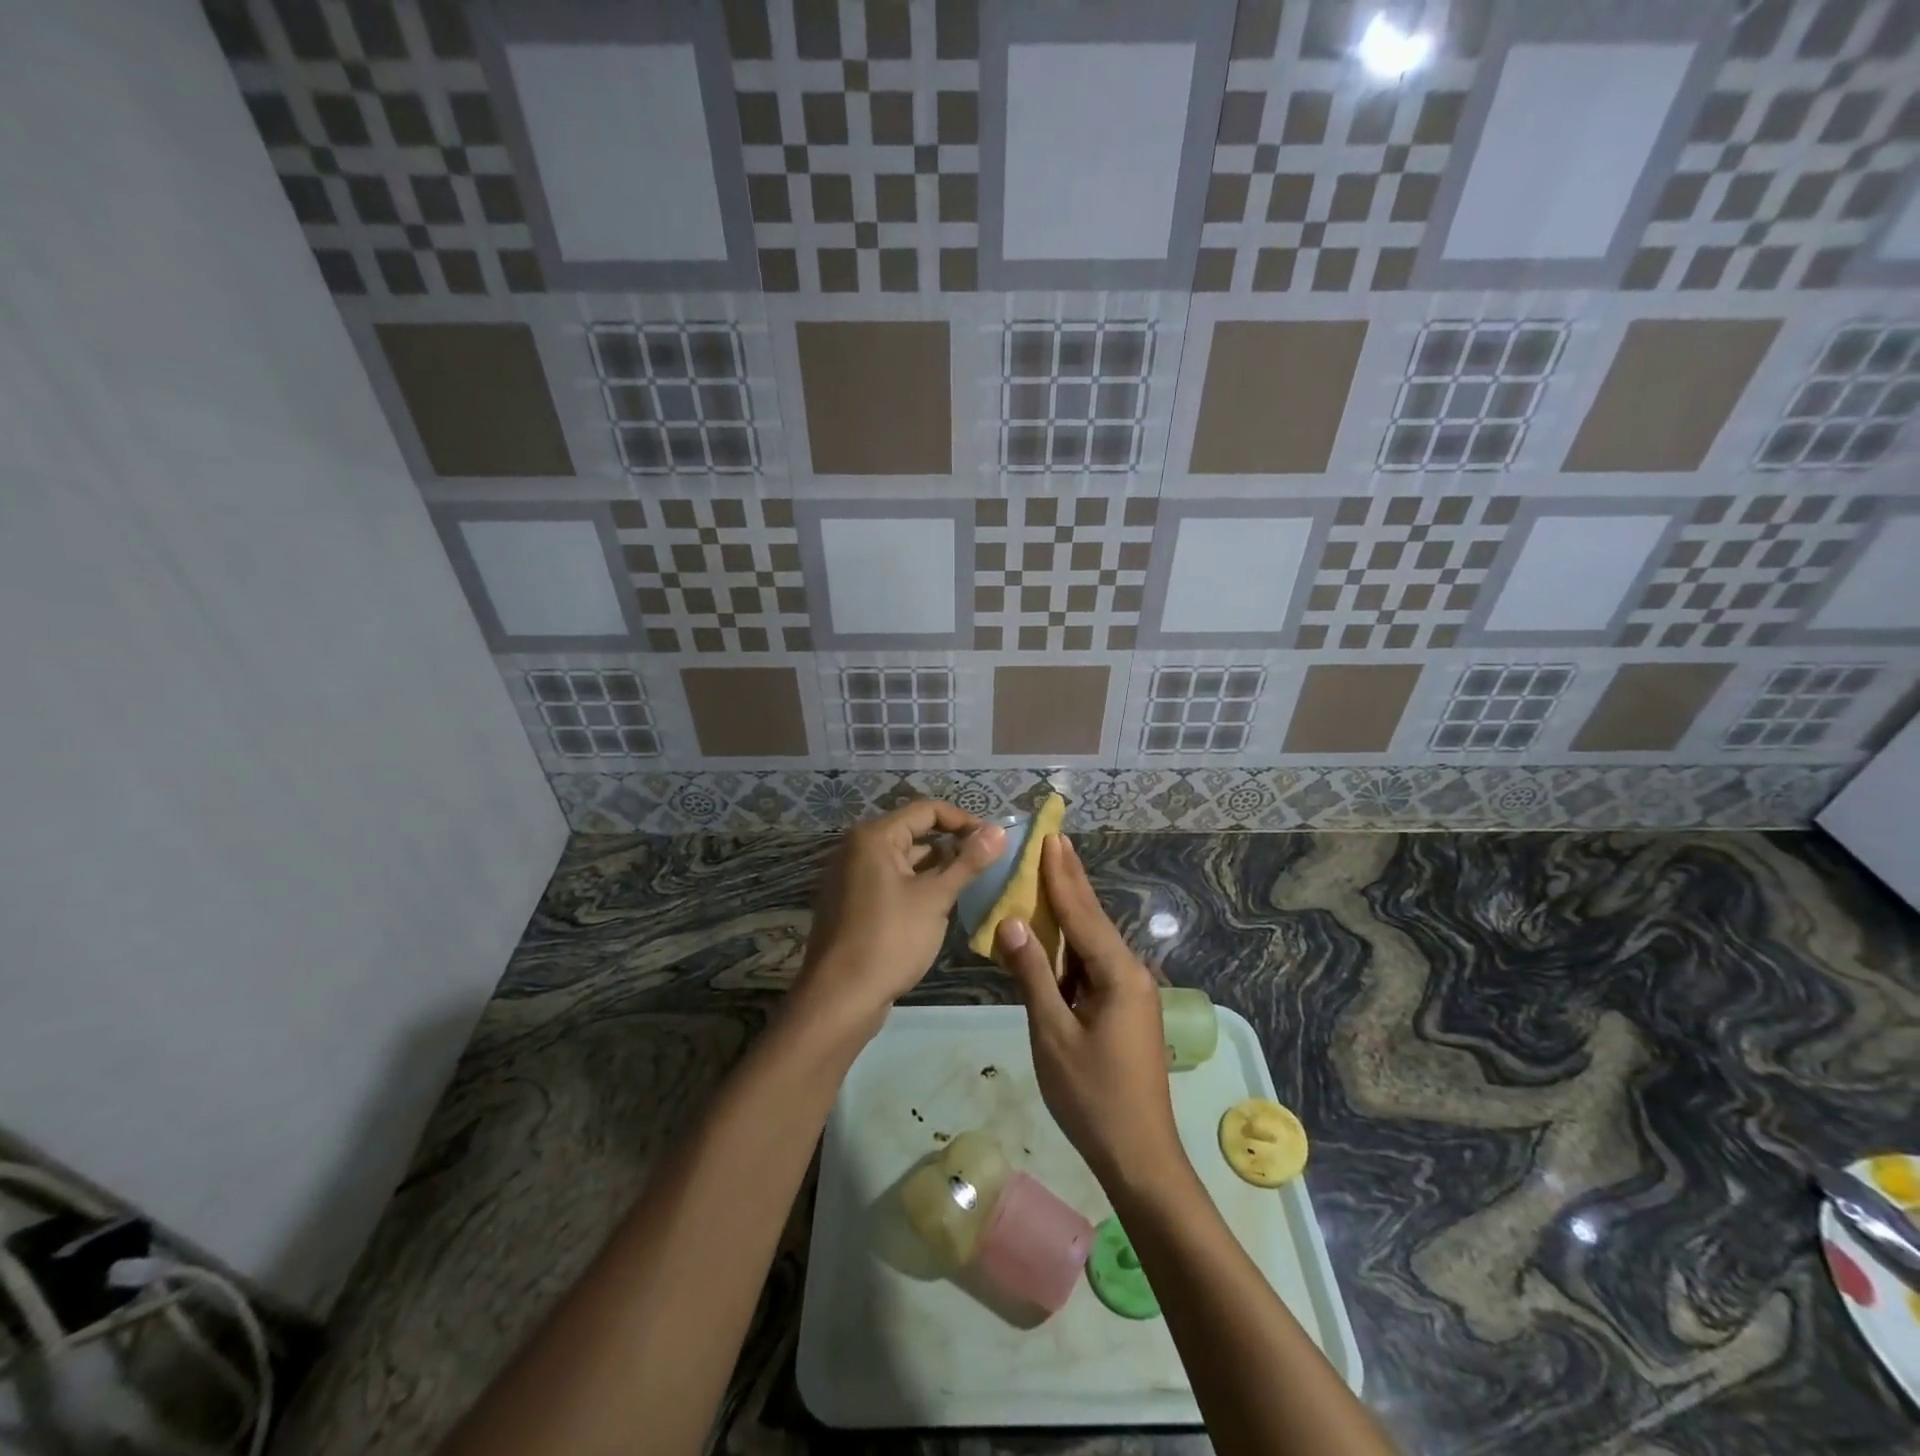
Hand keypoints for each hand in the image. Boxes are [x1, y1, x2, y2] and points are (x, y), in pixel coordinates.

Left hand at [797, 800, 1005, 1035]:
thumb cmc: (890, 940)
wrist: (840, 998)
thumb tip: (999, 831)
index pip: (927, 810)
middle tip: (989, 863)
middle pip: (916, 832)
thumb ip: (968, 862)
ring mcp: (853, 875)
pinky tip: (943, 904)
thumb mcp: (935, 899)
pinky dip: (918, 885)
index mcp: (874, 836)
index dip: (964, 821)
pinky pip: (893, 880)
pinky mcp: (854, 901)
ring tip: (973, 884)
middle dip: (953, 845)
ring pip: (906, 859)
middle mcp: (858, 847)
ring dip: (938, 868)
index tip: (994, 841)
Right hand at [996, 835, 1185, 1191]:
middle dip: (1072, 880)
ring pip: (1093, 942)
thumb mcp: (1053, 1034)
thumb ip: (1033, 975)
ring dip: (1071, 910)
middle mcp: (1130, 974)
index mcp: (1118, 974)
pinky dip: (1071, 946)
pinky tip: (1056, 936)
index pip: (1082, 913)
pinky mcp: (1124, 1011)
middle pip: (1093, 919)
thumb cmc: (1093, 1097)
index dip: (1062, 875)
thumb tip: (1011, 923)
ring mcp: (1131, 993)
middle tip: (1056, 840)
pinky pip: (1093, 966)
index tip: (1050, 838)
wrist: (1140, 1157)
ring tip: (1051, 874)